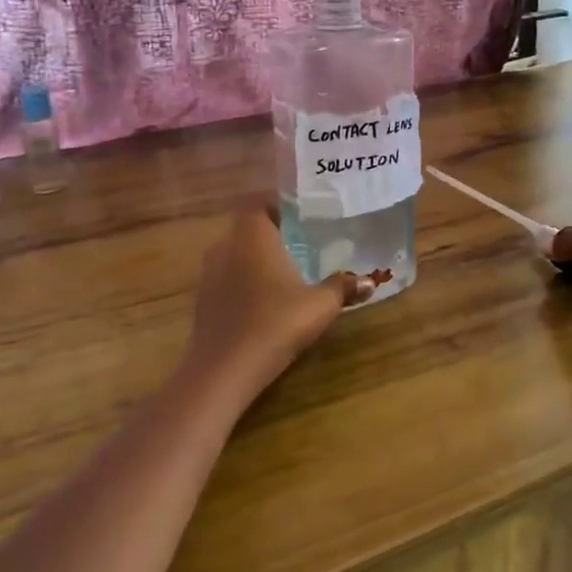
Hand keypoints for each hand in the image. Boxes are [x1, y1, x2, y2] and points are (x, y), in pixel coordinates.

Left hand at [183, 205, 372, 402]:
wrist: (223, 370)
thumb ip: (342, 288)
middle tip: (302, 242)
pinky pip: (227, 279)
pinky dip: (245, 282)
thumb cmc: (274, 323)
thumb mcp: (318, 305)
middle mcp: (225, 246)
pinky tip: (265, 301)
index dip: (277, 204)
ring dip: (257, 259)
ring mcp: (208, 274)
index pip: (258, 201)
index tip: (302, 214)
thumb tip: (368, 281)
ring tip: (287, 271)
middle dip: (273, 232)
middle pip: (247, 227)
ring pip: (235, 254)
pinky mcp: (203, 301)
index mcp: (251, 235)